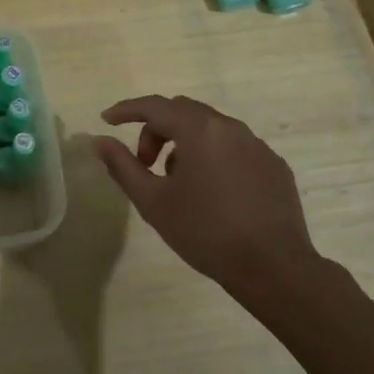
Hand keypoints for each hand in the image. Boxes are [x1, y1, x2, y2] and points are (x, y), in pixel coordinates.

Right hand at [93, 94, 331, 303]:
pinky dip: (213, 157)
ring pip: (210, 129)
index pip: (155, 106)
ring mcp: (257, 146)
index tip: (107, 121)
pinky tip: (212, 193)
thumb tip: (99, 142)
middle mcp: (230, 127)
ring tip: (177, 182)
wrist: (273, 267)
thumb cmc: (205, 231)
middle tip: (144, 163)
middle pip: (183, 112)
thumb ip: (123, 166)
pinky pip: (235, 148)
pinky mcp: (274, 166)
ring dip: (185, 144)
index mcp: (199, 130)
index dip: (127, 110)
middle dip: (156, 129)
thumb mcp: (153, 201)